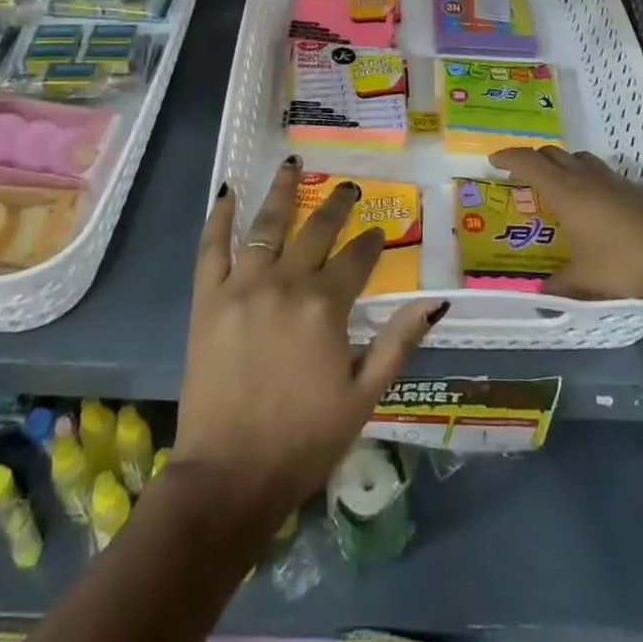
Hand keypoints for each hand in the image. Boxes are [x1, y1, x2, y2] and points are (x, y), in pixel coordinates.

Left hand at [172, 157, 444, 534]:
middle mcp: (285, 283)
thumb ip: (398, 342)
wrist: (228, 477)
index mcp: (325, 306)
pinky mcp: (208, 299)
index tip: (379, 232)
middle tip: (348, 187)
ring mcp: (242, 286)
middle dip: (337, 207)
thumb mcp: (364, 397)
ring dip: (283, 192)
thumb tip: (434, 301)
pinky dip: (220, 217)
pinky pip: (212, 248)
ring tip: (294, 164)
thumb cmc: (303, 441)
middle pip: (316, 231)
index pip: (356, 258)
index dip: (371, 242)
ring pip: (266, 225)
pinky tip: (228, 191)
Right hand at [490, 145, 642, 303]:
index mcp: (565, 191)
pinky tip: (593, 205)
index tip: (493, 160)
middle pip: (552, 154)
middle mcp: (585, 177)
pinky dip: (586, 178)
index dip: (508, 157)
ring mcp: (613, 180)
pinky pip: (599, 173)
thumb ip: (560, 286)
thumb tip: (542, 295)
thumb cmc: (626, 262)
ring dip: (562, 164)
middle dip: (533, 159)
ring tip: (556, 185)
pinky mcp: (635, 188)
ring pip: (578, 159)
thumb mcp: (586, 281)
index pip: (528, 162)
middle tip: (521, 175)